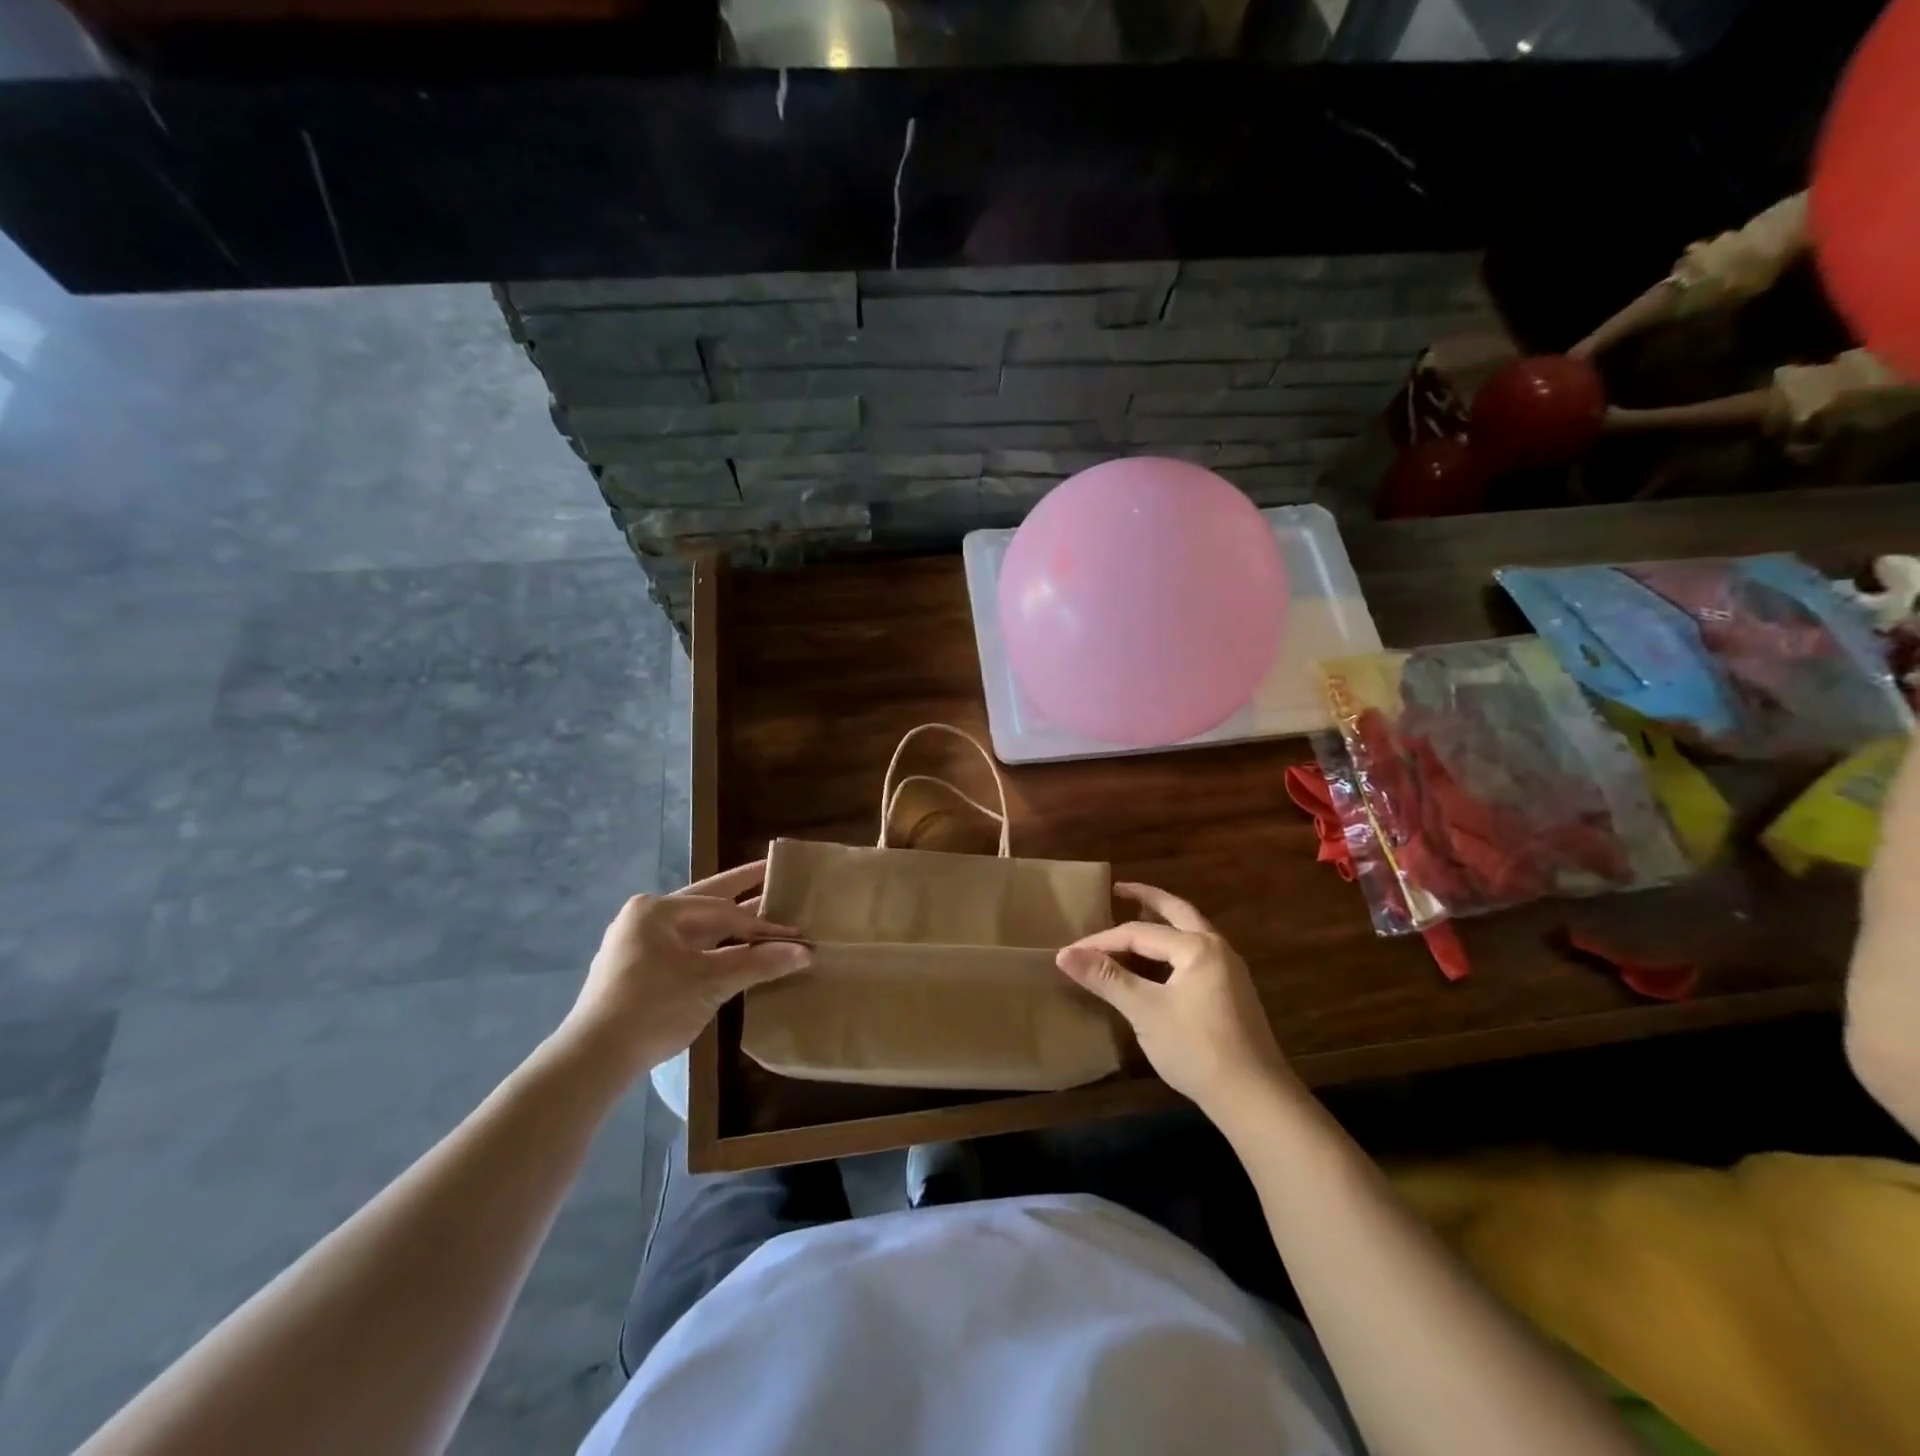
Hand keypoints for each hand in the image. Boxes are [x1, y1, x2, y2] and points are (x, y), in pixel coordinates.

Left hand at [561, 861, 810, 1075]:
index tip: (794, 933)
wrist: (593, 1059)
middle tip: (774, 872)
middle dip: (742, 890)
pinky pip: (684, 947)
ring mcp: (638, 943)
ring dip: (729, 926)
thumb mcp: (710, 984)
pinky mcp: (637, 968)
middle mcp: (646, 917)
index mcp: (658, 910)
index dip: (761, 923)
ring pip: (695, 927)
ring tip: (763, 912)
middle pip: (707, 901)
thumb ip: (758, 963)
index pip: (723, 910)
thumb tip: (806, 951)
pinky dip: (712, 948)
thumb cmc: (653, 1008)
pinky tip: (734, 950)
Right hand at [1057, 882, 1291, 1116]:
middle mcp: (1217, 948)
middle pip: (1177, 912)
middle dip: (1147, 898)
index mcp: (1197, 946)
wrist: (1255, 1099)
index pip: (1139, 932)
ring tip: (1136, 919)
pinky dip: (1172, 948)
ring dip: (1162, 923)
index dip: (1102, 941)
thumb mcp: (1145, 1011)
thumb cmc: (1196, 1048)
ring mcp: (1229, 971)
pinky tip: (1158, 963)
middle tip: (1119, 889)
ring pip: (1189, 933)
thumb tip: (1065, 954)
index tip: (1072, 953)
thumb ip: (1106, 978)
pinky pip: (1195, 955)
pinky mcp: (1232, 993)